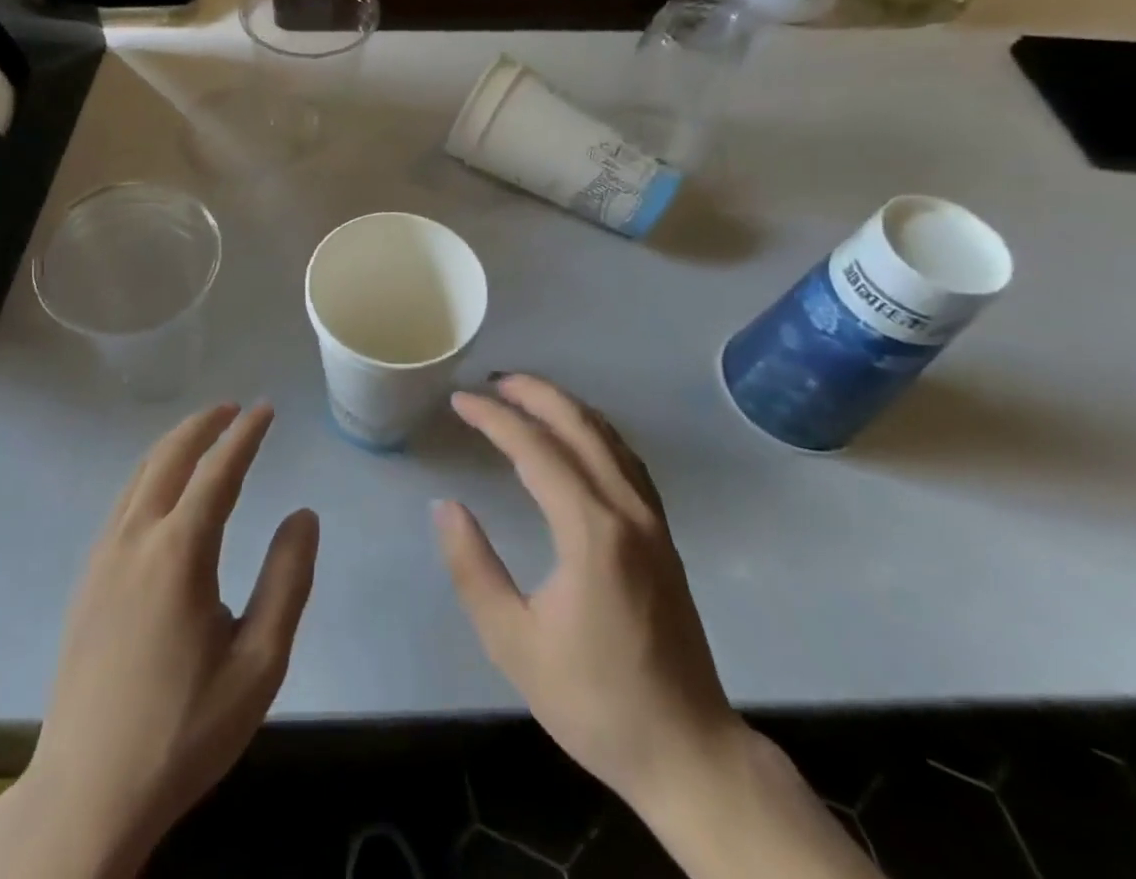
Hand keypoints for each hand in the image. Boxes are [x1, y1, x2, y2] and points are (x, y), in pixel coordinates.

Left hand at [0, 403, 317, 878]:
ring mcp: (103, 557)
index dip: (244, 434)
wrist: (87, 793)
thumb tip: (303, 515)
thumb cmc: (183, 729)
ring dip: (173, 445)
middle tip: (233, 408)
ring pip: (139, 476)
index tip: (265, 409)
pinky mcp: (86, 580)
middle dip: (203, 424)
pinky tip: (162, 491)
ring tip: (202, 434)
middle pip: (169, 457)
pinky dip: (149, 474)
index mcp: (179, 552)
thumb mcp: (258, 664)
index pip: (218, 470)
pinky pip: (122, 503)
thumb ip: (286, 582)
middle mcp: (135, 538)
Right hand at [432, 375, 740, 806]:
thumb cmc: (595, 701)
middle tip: (490, 382)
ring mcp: (652, 520)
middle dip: (533, 393)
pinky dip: (593, 431)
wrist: (689, 752)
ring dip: (564, 406)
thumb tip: (446, 507)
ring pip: (608, 436)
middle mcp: (627, 511)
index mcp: (591, 532)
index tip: (459, 401)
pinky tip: (575, 436)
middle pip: (579, 425)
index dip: (494, 418)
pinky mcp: (663, 535)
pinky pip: (625, 459)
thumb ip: (473, 569)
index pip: (536, 449)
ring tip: (523, 396)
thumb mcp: (514, 644)